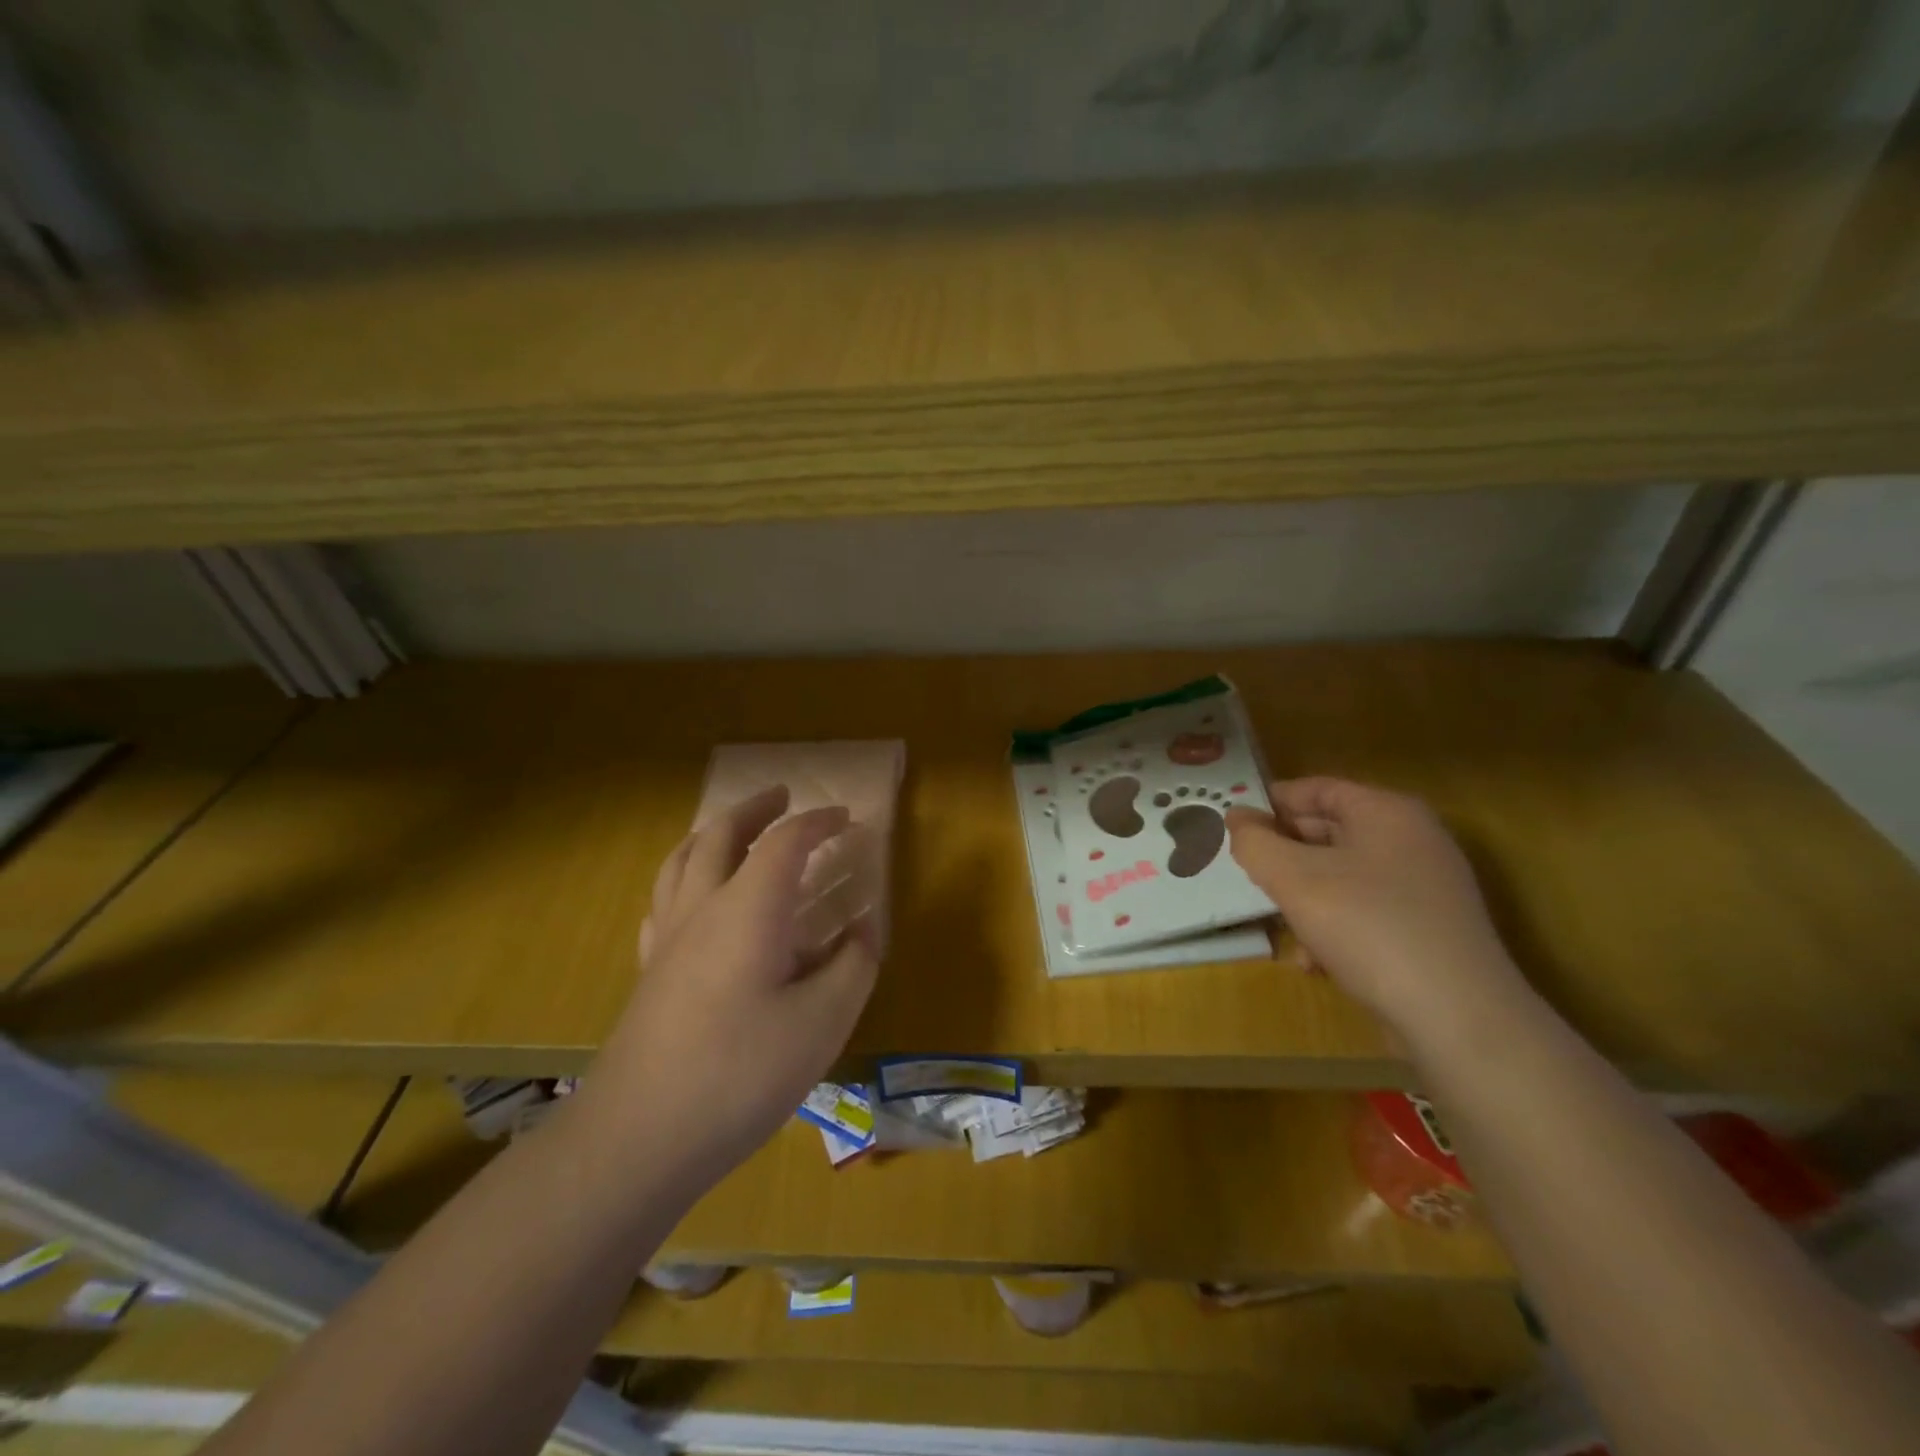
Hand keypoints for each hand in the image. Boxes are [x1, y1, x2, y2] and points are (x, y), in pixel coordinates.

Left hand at [582, 786, 879, 1188]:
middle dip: (755, 809)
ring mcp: (667, 939)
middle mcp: (702, 908)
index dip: (818, 822)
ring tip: (734, 830)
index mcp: (748, 908)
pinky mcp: (649, 972)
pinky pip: (663, 900)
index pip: (785, 842)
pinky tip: (694, 898)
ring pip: (681, 859)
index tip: (848, 819)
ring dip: (713, 832)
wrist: (639, 1137)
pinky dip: (684, 877)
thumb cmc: (741, 1073)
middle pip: (721, 834)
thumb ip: (852, 966)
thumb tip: (860, 931)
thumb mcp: (823, 1022)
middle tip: (783, 796)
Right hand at [1225, 777, 1525, 1034]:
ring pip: (1345, 876)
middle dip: (1285, 854)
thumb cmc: (1367, 926)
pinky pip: (1368, 912)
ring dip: (1305, 897)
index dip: (1272, 802)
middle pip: (1331, 832)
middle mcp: (1413, 840)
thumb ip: (1255, 842)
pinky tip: (1315, 962)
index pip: (1318, 789)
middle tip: (1248, 873)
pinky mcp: (1430, 930)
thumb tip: (1236, 817)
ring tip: (1278, 924)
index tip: (1234, 824)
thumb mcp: (1293, 878)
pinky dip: (1336, 927)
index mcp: (1387, 813)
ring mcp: (1427, 887)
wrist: (1457, 1016)